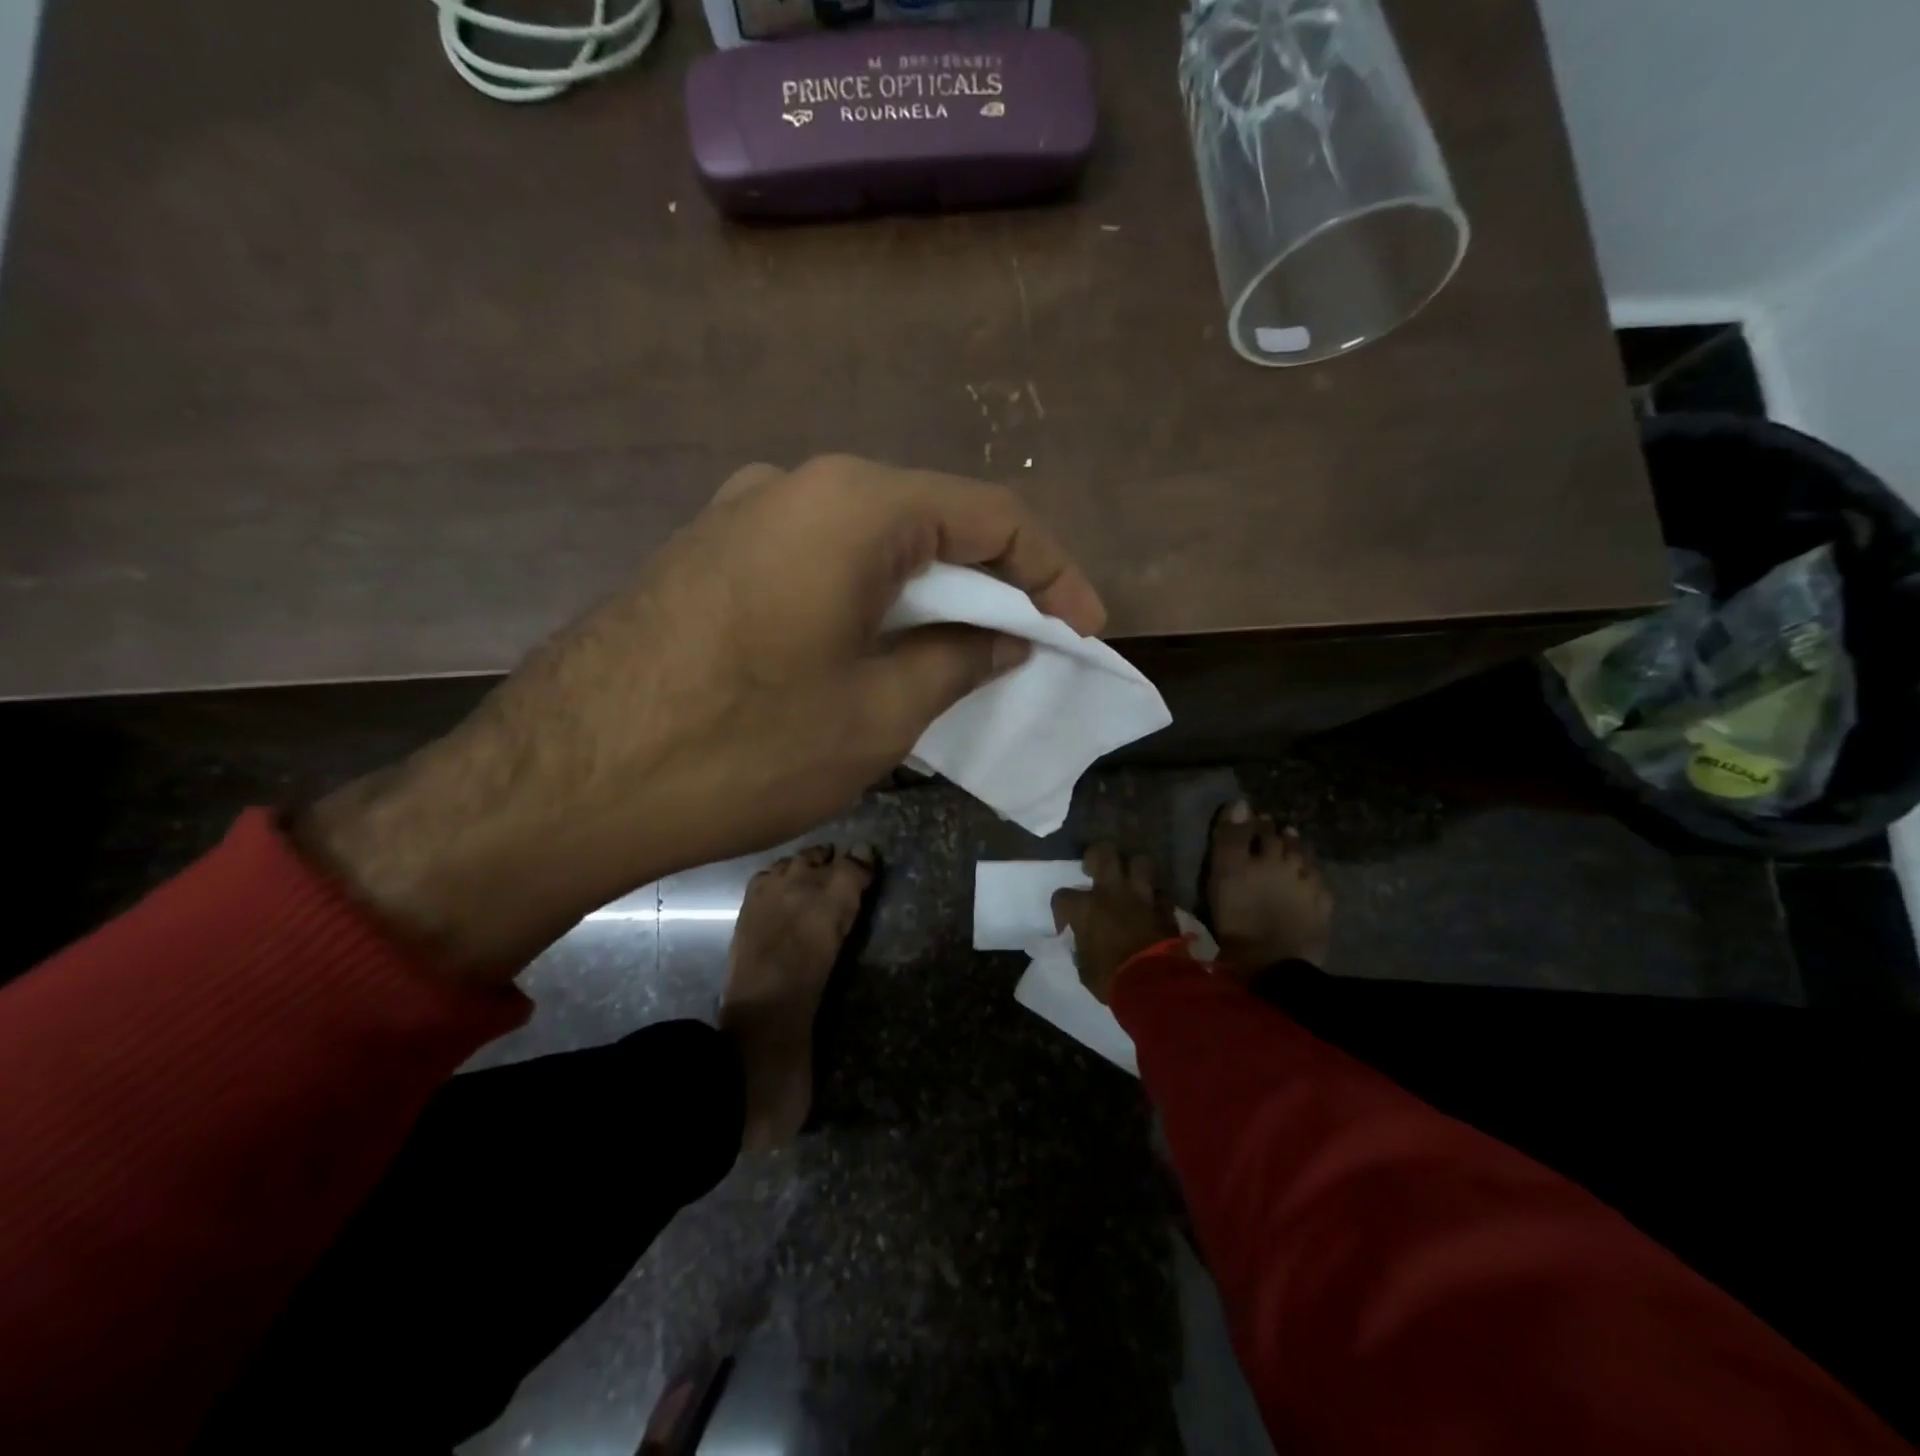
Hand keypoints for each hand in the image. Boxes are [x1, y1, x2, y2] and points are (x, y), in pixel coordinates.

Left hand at [297, 455, 1105, 982]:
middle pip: (930, 520)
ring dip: (927, 595)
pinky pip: (816, 565)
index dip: (1053, 571)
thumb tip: (1004, 636)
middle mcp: (796, 485)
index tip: (1084, 629)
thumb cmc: (744, 746)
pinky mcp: (707, 557)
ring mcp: (740, 516)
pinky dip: (868, 602)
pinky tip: (878, 653)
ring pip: (871, 545)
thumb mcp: (878, 713)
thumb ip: (957, 658)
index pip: (992, 514)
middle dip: (992, 582)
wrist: (564, 785)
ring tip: (964, 655)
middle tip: (1031, 643)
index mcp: (853, 504)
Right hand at [1050, 844, 1181, 1003]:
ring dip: (1133, 870)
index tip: (1066, 925)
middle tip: (1094, 869)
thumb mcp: (1084, 967)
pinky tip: (1152, 906)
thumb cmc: (1111, 979)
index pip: (1062, 896)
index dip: (1060, 909)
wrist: (1155, 986)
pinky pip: (1160, 892)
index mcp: (1086, 908)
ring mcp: (1142, 897)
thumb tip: (1084, 941)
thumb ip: (1082, 946)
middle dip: (1097, 856)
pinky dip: (1155, 897)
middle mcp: (1112, 893)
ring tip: (1129, 881)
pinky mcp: (1165, 908)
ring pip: (1140, 862)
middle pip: (1104, 853)